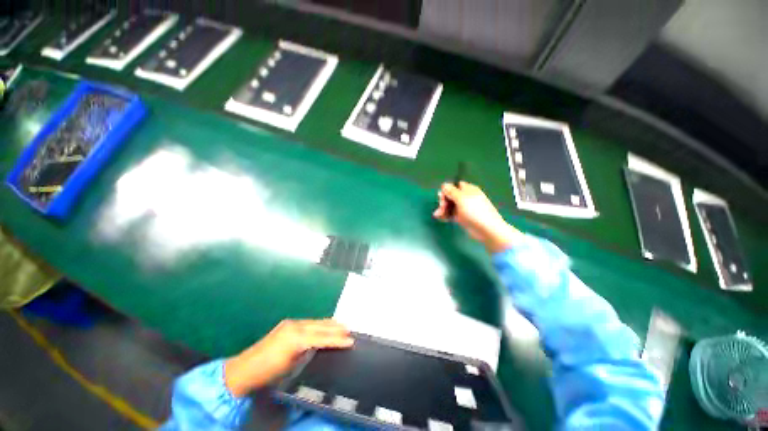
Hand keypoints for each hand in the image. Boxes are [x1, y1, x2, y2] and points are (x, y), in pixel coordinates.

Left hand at [224, 319, 352, 395]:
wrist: (242, 370)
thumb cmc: (267, 374)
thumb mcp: (291, 369)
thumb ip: (308, 355)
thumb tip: (322, 350)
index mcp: (297, 338)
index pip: (322, 337)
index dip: (337, 339)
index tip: (350, 340)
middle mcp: (295, 326)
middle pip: (321, 325)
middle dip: (336, 328)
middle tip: (349, 330)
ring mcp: (291, 323)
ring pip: (315, 321)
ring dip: (328, 324)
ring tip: (341, 326)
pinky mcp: (287, 324)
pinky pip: (308, 322)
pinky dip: (319, 324)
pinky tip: (323, 326)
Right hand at [433, 181, 520, 252]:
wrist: (486, 229)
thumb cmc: (474, 211)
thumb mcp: (461, 198)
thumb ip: (451, 191)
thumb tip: (444, 185)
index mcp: (468, 190)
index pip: (454, 186)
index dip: (446, 191)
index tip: (442, 197)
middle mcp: (466, 197)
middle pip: (450, 196)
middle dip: (443, 201)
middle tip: (441, 208)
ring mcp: (464, 208)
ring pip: (450, 206)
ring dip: (442, 209)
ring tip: (438, 215)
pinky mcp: (462, 218)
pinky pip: (452, 214)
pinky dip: (446, 215)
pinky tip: (440, 218)